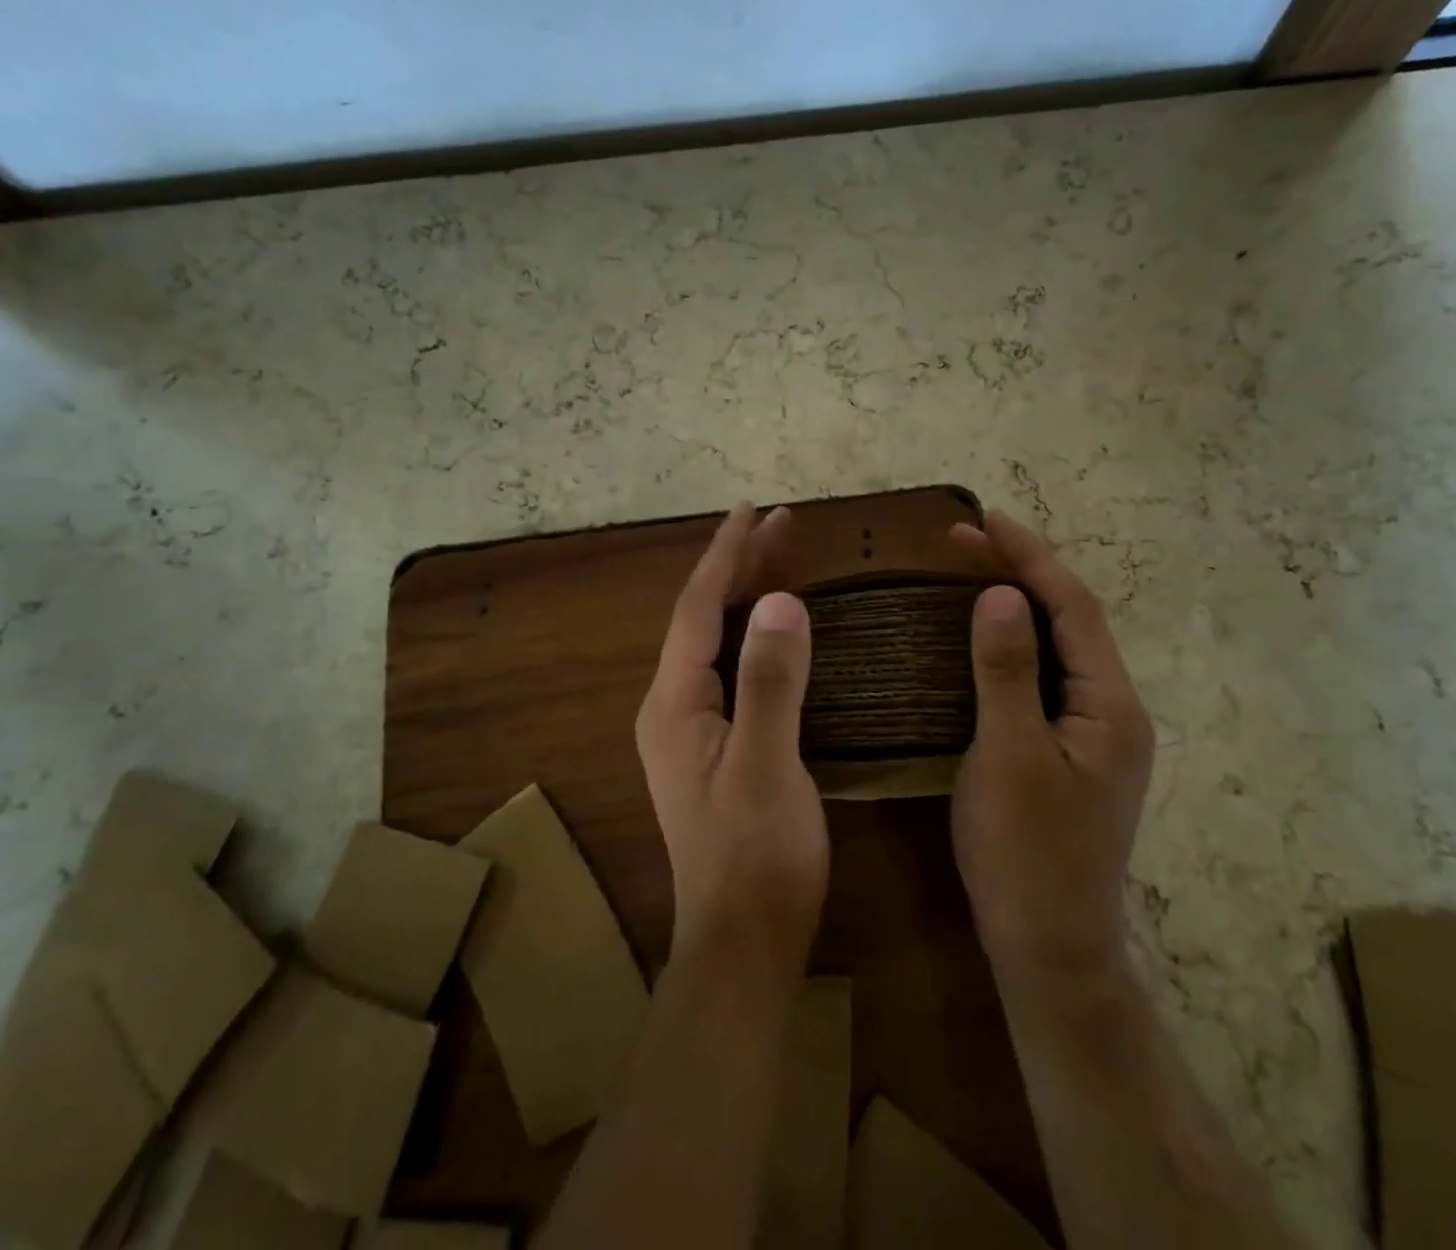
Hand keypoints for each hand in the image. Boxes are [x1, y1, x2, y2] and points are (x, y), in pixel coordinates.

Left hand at [636, 502, 827, 987]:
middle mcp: (672, 707)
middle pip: (703, 618)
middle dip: (739, 566)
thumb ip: (770, 683)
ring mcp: (692, 729)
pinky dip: (754, 633)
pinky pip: (731, 668)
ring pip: (717, 642)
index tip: (753, 510)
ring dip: (747, 595)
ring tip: (783, 554)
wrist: (743, 945)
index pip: (696, 610)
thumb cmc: (757, 858)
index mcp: (674, 704)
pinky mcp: (715, 747)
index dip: (725, 556)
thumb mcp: (768, 767)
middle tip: (780, 521)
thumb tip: (783, 602)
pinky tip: (777, 626)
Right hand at [949, 510, 1154, 980]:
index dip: (1030, 556)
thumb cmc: (1026, 854)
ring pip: (1058, 647)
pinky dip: (1013, 645)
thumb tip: (1003, 595)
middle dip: (1022, 571)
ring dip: (1018, 604)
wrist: (1050, 949)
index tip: (984, 519)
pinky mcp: (1071, 750)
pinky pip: (1044, 676)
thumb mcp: (1009, 757)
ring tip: (967, 572)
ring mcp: (1095, 732)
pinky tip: (980, 640)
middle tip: (962, 540)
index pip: (1074, 607)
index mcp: (1111, 705)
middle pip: (1071, 620)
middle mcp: (1114, 709)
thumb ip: (1008, 672)